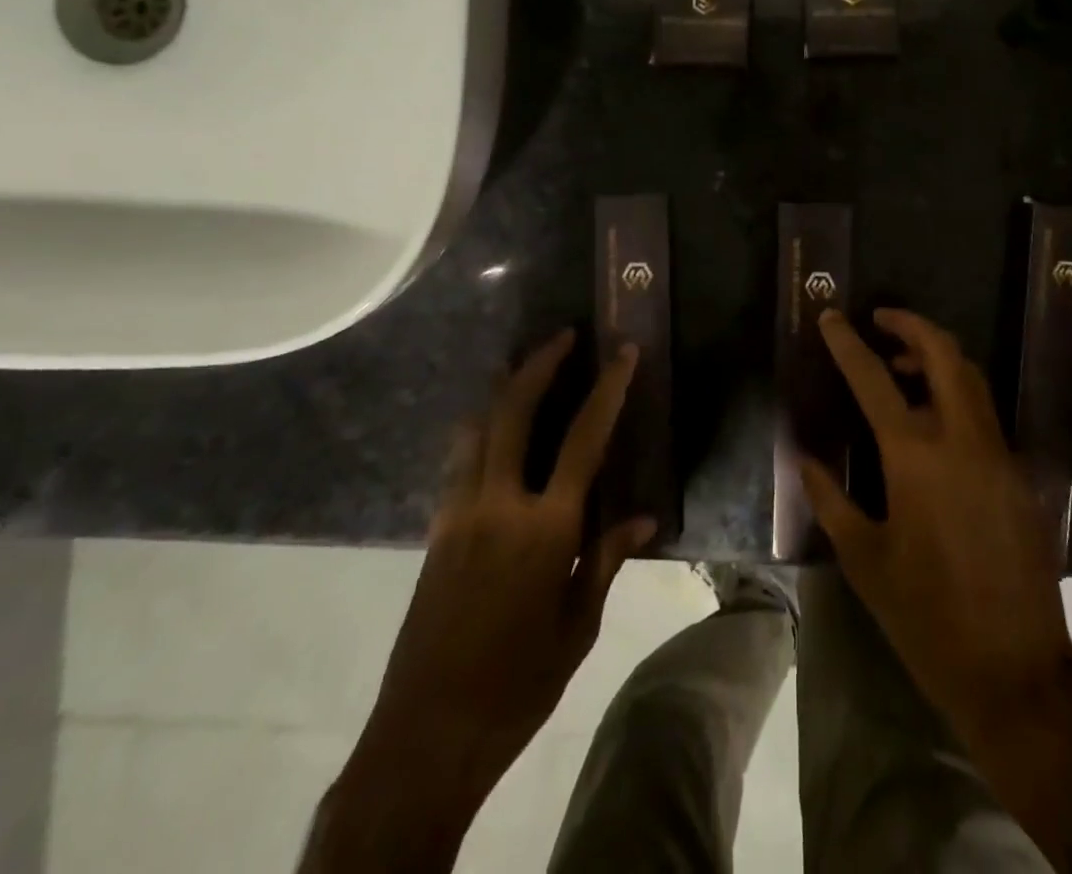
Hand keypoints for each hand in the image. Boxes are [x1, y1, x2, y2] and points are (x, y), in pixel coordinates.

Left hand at [309, 331, 653, 870]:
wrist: (427, 734)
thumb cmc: (519, 684)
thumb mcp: (578, 625)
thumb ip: (607, 559)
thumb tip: (644, 517)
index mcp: (545, 528)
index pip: (585, 439)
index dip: (608, 389)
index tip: (624, 352)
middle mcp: (498, 504)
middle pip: (515, 410)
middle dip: (540, 364)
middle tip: (564, 336)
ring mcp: (459, 512)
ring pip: (477, 427)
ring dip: (503, 388)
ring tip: (523, 364)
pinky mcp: (436, 529)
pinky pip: (459, 459)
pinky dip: (479, 428)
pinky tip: (491, 428)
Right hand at [801, 308, 1071, 739]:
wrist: (1014, 670)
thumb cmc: (925, 615)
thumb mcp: (864, 559)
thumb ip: (831, 500)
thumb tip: (805, 460)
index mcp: (915, 457)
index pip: (874, 378)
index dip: (848, 342)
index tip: (831, 316)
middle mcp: (962, 440)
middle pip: (943, 354)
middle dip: (911, 325)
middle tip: (880, 320)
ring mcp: (998, 454)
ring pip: (972, 378)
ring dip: (937, 357)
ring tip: (901, 366)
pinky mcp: (1018, 476)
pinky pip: (985, 414)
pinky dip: (957, 394)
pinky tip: (934, 421)